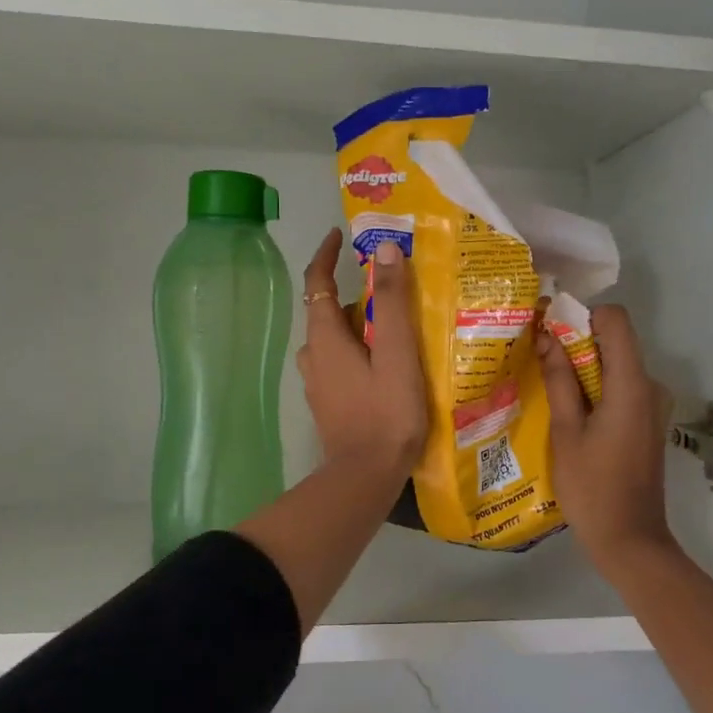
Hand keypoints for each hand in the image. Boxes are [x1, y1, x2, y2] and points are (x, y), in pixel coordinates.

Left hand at [297, 230, 427, 480]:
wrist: (365, 477)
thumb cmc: (386, 413)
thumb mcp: (396, 353)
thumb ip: (391, 302)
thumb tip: (384, 250)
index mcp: (325, 338)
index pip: (315, 282)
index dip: (325, 255)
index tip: (340, 235)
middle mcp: (313, 356)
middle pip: (329, 312)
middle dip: (357, 296)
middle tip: (395, 292)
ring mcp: (318, 383)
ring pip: (337, 340)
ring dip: (360, 327)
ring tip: (399, 329)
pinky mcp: (329, 404)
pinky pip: (341, 364)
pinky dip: (360, 352)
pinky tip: (388, 366)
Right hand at [537, 305, 674, 562]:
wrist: (629, 540)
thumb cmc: (592, 487)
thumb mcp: (566, 431)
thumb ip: (559, 380)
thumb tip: (547, 338)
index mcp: (632, 384)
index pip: (615, 320)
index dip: (583, 317)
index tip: (551, 333)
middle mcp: (650, 387)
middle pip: (614, 342)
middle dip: (577, 344)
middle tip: (539, 361)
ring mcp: (653, 405)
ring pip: (615, 366)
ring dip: (583, 369)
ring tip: (548, 389)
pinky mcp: (648, 421)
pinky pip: (620, 388)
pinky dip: (596, 389)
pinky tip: (569, 413)